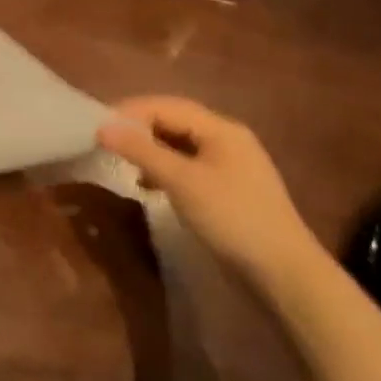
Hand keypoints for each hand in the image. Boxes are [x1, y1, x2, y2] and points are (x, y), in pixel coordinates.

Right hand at [97, 95, 323, 286]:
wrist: (283, 274)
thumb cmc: (232, 218)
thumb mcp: (182, 181)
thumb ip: (142, 151)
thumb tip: (102, 127)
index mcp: (221, 129)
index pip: (167, 106)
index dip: (130, 112)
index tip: (97, 126)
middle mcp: (227, 140)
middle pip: (174, 122)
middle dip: (138, 129)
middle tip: (106, 142)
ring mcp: (229, 166)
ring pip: (179, 145)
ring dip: (149, 150)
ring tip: (123, 163)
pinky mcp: (227, 191)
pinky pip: (187, 168)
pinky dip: (164, 171)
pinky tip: (148, 186)